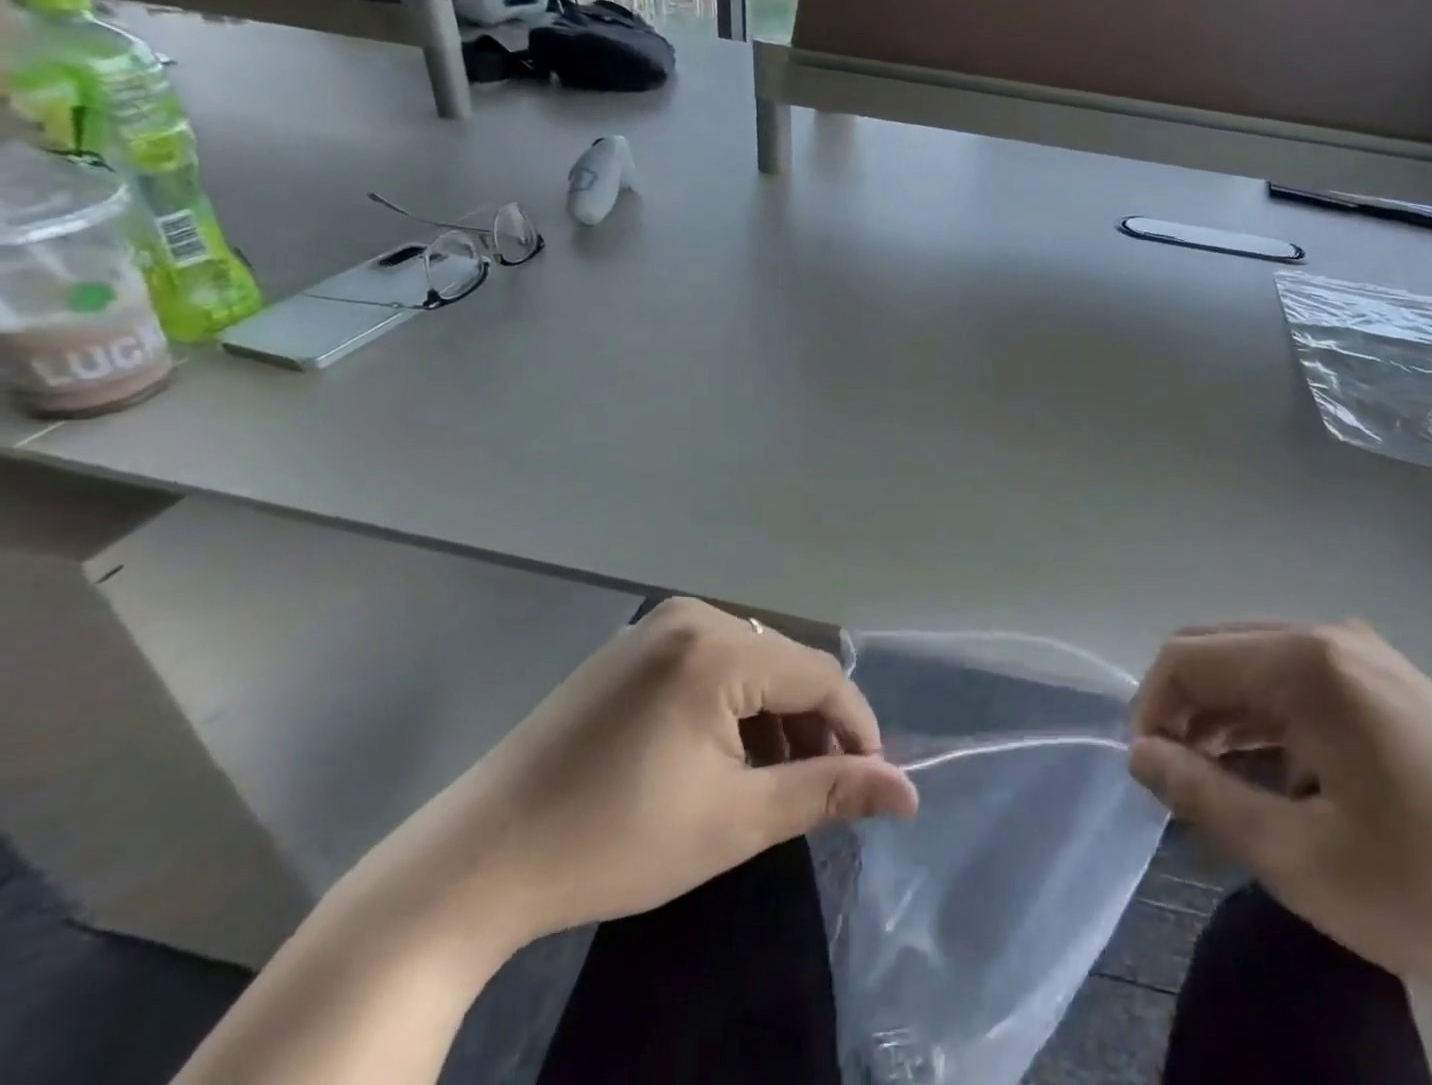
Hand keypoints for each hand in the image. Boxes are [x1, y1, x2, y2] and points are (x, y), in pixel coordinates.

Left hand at [363, 598, 917, 957]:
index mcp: (718, 648)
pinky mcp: (634, 646)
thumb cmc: (614, 841)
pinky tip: (726, 755)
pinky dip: (735, 706)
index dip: (856, 726)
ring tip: (776, 779)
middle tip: (823, 788)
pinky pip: (712, 663)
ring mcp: (658, 626)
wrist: (477, 860)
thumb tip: (909, 792)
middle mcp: (694, 616)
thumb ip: (827, 793)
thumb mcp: (735, 821)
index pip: (820, 675)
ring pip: (751, 664)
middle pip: (786, 665)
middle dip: (814, 725)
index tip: (873, 780)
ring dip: (775, 717)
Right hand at [1129, 623, 1431, 1053]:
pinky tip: (1272, 773)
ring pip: (1254, 666)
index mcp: (1303, 662)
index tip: (1149, 778)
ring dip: (1220, 716)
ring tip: (1217, 787)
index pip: (1185, 658)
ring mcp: (1361, 654)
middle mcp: (1326, 637)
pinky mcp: (1385, 680)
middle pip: (1216, 653)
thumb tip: (1139, 755)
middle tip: (1178, 786)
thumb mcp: (1306, 859)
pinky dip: (1263, 719)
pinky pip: (1295, 682)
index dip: (1149, 710)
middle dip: (1180, 711)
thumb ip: (1206, 796)